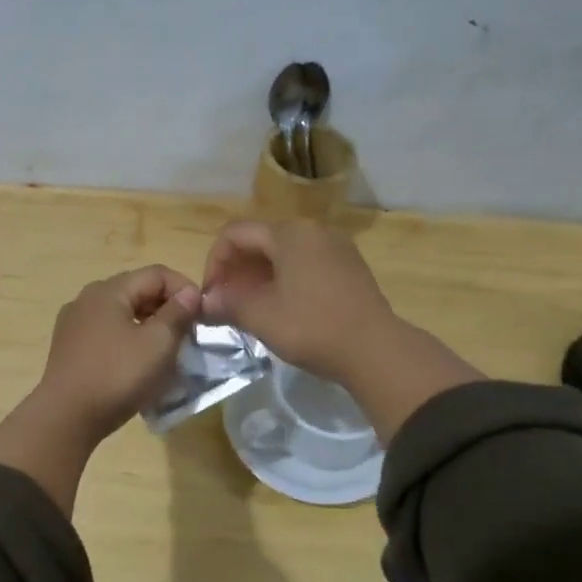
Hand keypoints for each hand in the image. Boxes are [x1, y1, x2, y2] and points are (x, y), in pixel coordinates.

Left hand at [36, 265, 202, 441]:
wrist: (66, 418)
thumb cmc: (117, 375)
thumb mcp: (158, 344)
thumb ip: (177, 313)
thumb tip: (190, 293)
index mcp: (109, 290)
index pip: (156, 273)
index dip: (184, 289)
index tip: (202, 316)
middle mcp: (87, 298)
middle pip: (137, 290)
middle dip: (167, 307)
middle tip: (188, 333)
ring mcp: (74, 323)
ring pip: (121, 312)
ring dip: (148, 324)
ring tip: (167, 349)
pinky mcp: (69, 347)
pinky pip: (106, 331)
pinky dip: (128, 338)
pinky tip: (137, 361)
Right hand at [202, 218, 483, 439]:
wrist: (375, 350)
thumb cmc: (311, 327)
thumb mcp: (260, 316)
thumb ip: (227, 303)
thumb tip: (206, 301)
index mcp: (289, 233)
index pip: (235, 233)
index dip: (215, 261)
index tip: (212, 294)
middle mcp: (313, 231)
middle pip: (261, 240)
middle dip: (237, 270)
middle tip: (227, 303)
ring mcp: (336, 248)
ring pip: (284, 254)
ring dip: (259, 277)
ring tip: (251, 308)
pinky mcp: (350, 268)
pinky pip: (306, 264)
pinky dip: (285, 280)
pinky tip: (282, 309)